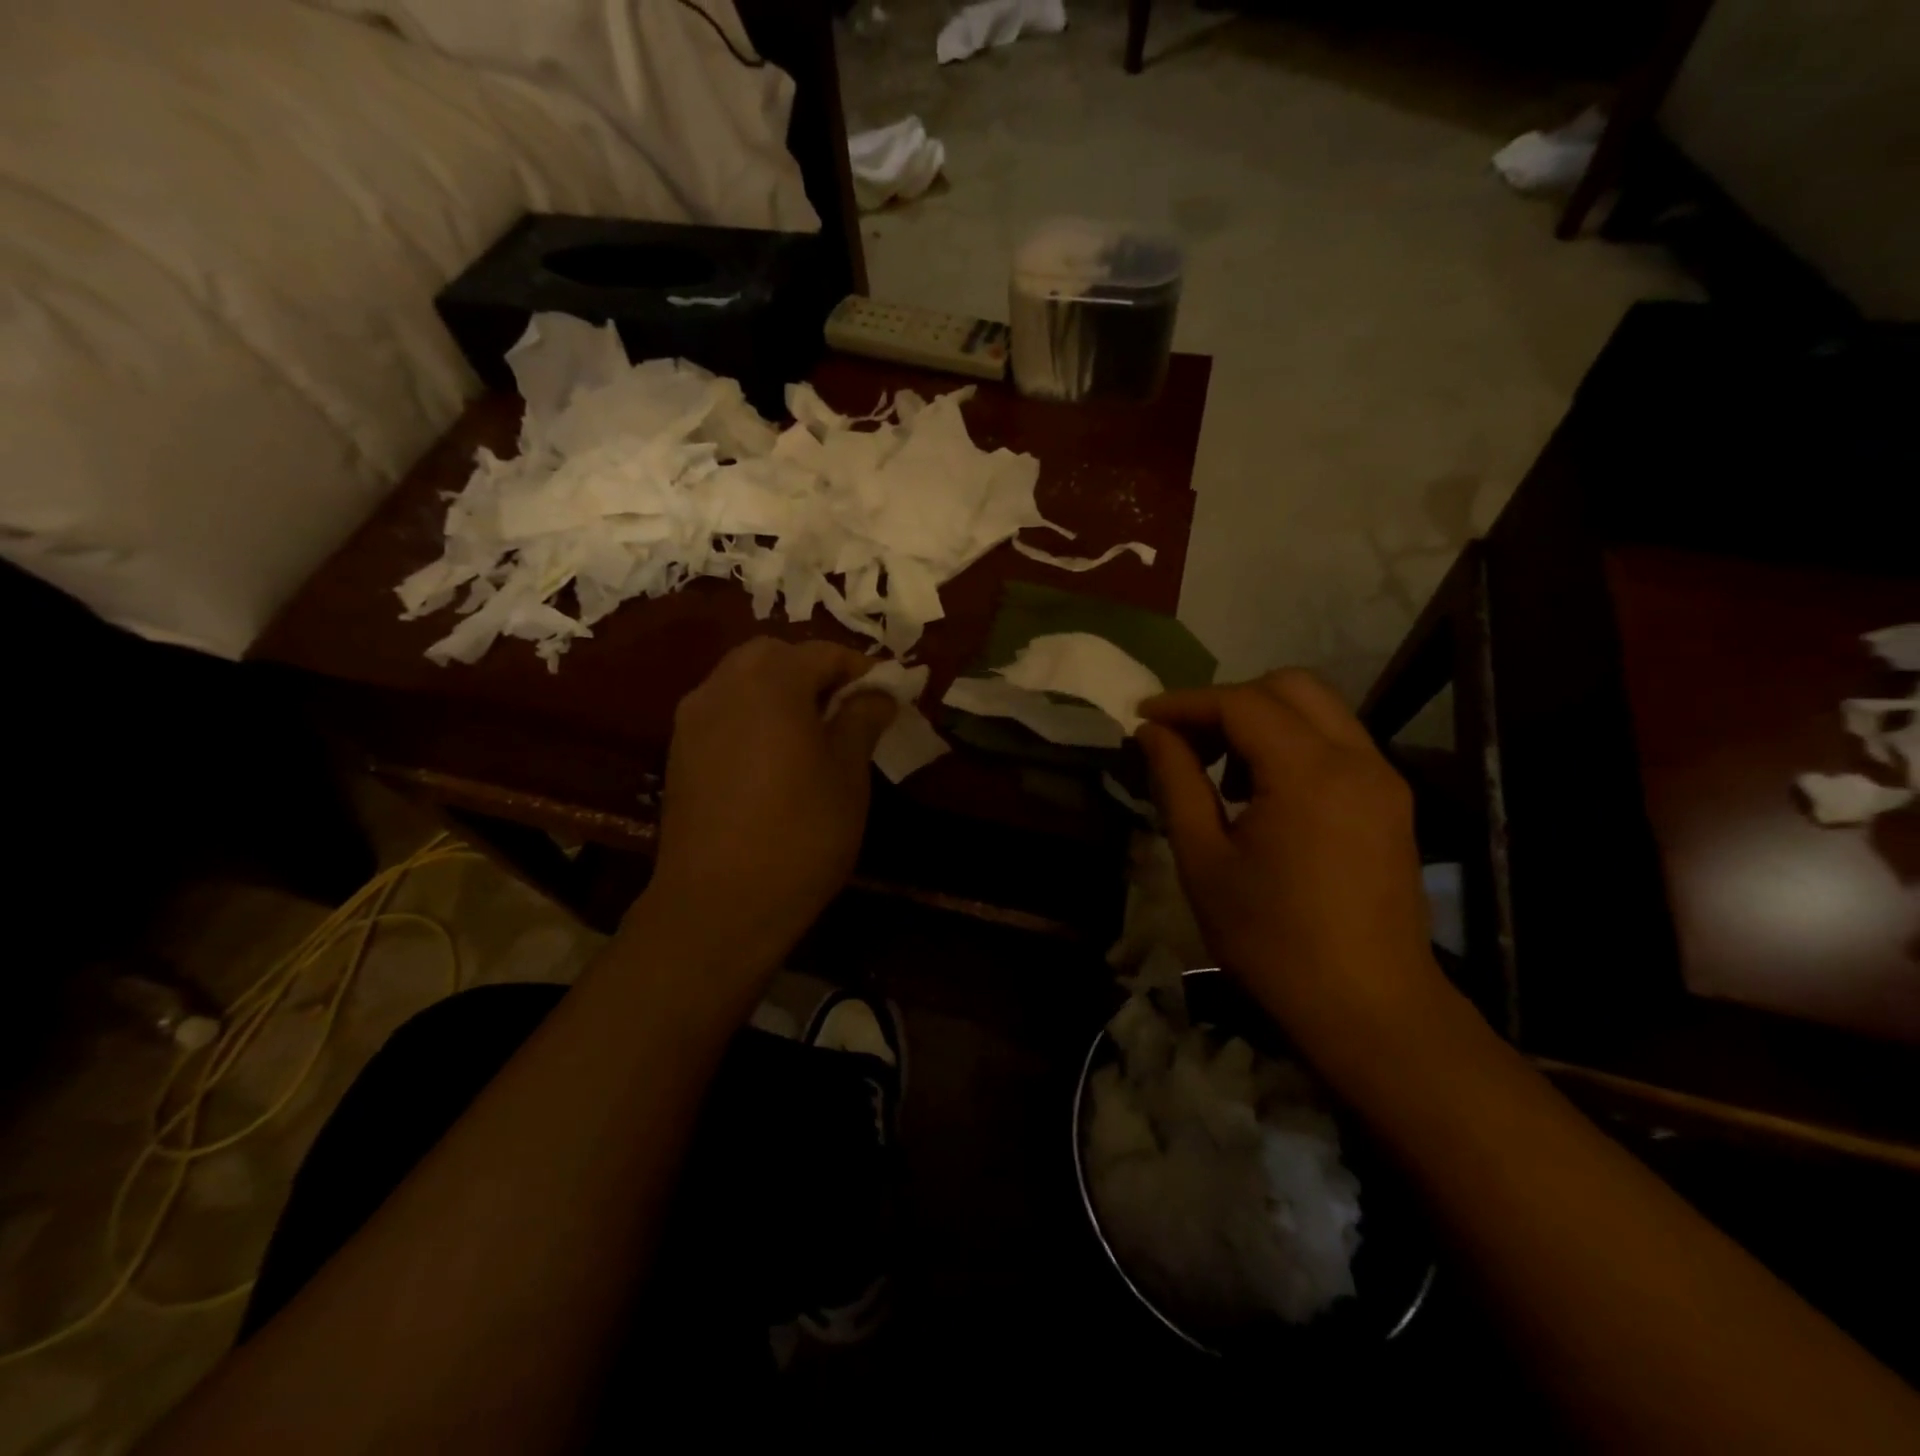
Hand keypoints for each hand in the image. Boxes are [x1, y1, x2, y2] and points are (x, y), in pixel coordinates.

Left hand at [638, 638, 895, 996]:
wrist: (719, 904)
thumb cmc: (800, 835)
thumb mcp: (848, 775)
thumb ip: (862, 720)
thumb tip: (877, 693)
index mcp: (772, 683)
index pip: (824, 653)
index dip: (861, 670)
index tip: (886, 697)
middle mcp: (724, 686)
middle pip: (775, 655)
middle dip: (814, 671)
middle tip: (846, 709)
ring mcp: (693, 718)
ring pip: (743, 679)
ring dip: (780, 690)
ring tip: (812, 733)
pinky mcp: (679, 750)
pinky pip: (723, 710)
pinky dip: (752, 714)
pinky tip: (773, 756)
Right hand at [1134, 670, 1443, 1049]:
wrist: (1368, 1009)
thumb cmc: (1271, 940)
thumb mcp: (1204, 860)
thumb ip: (1176, 782)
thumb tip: (1152, 732)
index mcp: (1309, 772)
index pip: (1240, 702)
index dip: (1185, 703)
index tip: (1142, 717)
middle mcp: (1357, 758)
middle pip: (1289, 686)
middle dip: (1228, 701)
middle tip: (1186, 741)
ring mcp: (1383, 779)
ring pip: (1318, 709)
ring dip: (1262, 720)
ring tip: (1222, 771)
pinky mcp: (1392, 802)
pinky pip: (1337, 743)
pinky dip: (1293, 744)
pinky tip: (1263, 794)